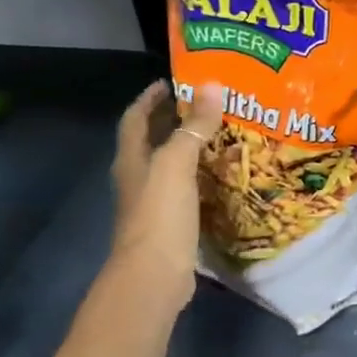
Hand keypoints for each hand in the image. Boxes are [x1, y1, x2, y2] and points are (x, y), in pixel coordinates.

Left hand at [110, 79, 223, 310]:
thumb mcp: (177, 164)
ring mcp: (153, 203)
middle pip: (153, 140)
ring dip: (191, 148)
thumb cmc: (159, 215)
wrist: (154, 276)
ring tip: (222, 133)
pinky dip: (202, 176)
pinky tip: (224, 175)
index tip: (173, 80)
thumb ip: (194, 126)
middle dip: (174, 119)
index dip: (150, 97)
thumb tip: (212, 85)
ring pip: (171, 165)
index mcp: (132, 159)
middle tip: (208, 103)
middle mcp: (138, 178)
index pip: (135, 118)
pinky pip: (186, 189)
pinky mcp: (171, 223)